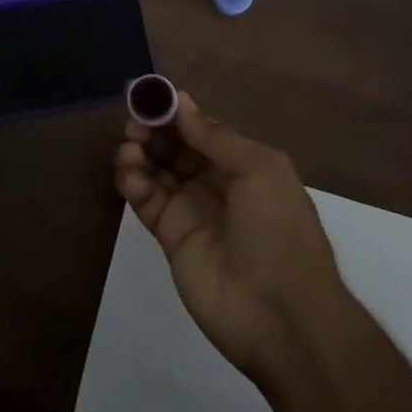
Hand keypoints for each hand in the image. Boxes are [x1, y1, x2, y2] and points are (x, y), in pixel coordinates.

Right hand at [114, 93, 350, 383]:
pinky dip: (133, 183)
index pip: (200, 129)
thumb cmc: (279, 230)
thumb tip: (180, 101)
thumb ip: (215, 136)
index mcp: (243, 163)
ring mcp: (192, 210)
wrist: (282, 316)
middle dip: (153, 130)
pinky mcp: (171, 238)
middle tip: (134, 123)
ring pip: (156, 170)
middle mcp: (215, 183)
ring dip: (139, 153)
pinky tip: (130, 174)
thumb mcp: (259, 169)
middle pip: (175, 147)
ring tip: (129, 149)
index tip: (148, 95)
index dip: (175, 112)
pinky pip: (147, 201)